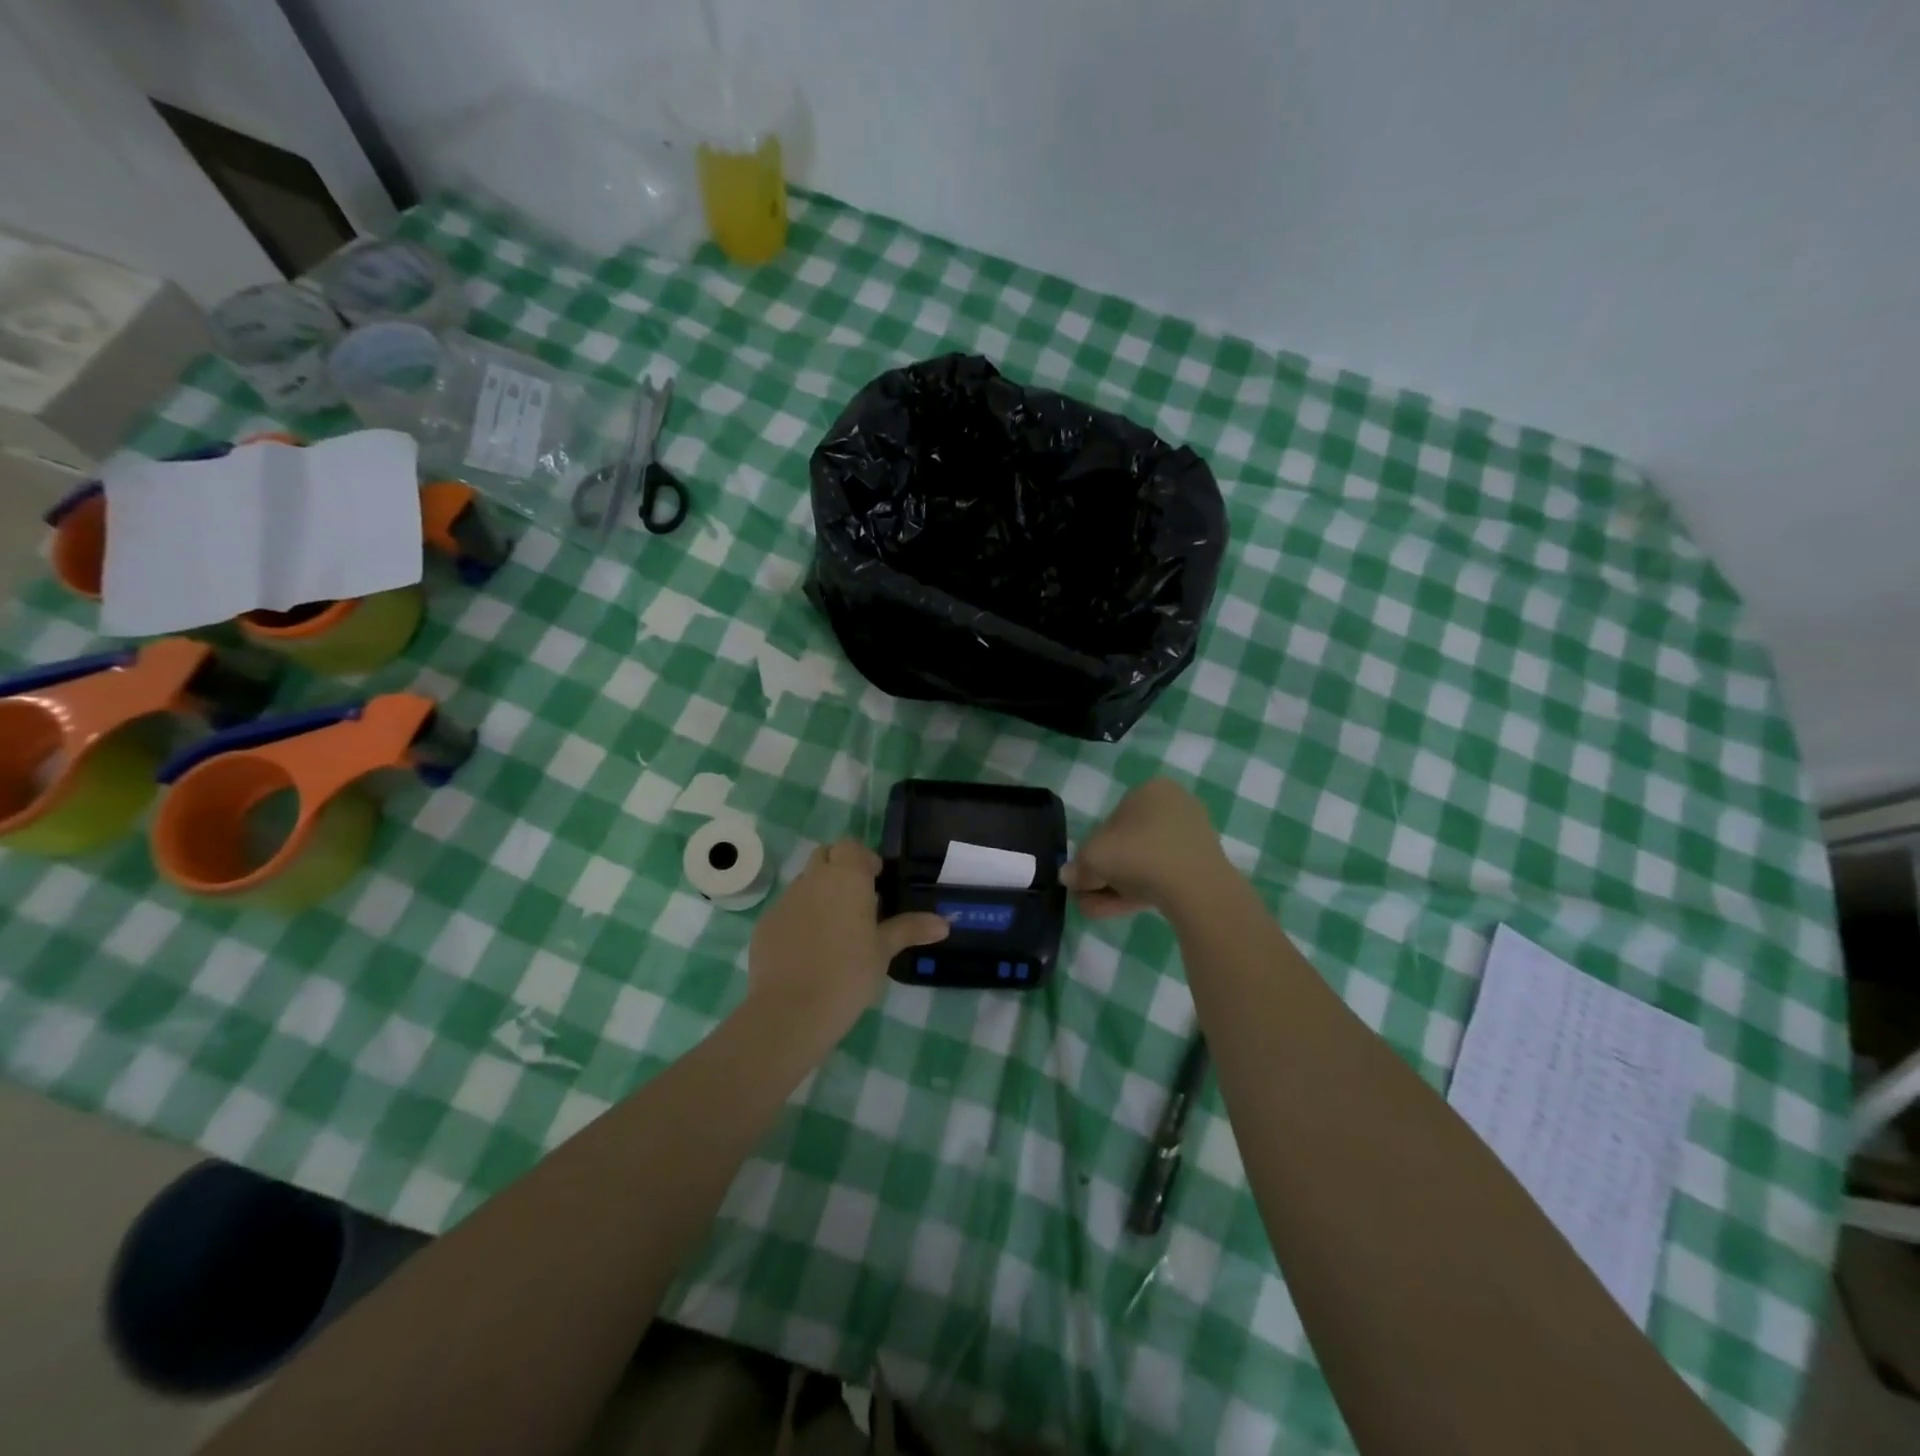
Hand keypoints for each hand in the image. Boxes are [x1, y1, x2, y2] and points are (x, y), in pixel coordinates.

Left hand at [747, 840, 948, 1031]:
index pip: (851, 846)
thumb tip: (944, 923)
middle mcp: (813, 879)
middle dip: (841, 869)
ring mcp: (785, 900)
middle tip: (858, 901)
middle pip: (826, 856)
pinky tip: (809, 950)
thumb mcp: (884, 951)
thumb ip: (910, 929)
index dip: (864, 859)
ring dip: (820, 893)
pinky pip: (787, 909)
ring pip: (805, 882)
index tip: (876, 883)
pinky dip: (800, 918)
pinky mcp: (766, 924)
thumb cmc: (848, 974)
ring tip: (835, 929)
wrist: (790, 1010)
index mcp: (846, 877)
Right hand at [1063, 779, 1231, 918]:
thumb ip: (1078, 866)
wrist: (1196, 888)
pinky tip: (1119, 910)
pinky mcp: (1202, 865)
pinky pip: (1163, 874)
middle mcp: (1173, 806)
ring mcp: (1192, 836)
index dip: (1092, 850)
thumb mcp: (1093, 858)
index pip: (1111, 820)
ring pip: (1144, 862)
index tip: (1084, 874)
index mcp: (1150, 790)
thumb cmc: (1138, 855)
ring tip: (1097, 910)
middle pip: (1128, 844)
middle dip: (1104, 873)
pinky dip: (1140, 890)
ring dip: (1117, 886)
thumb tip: (1069, 876)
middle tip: (1088, 895)